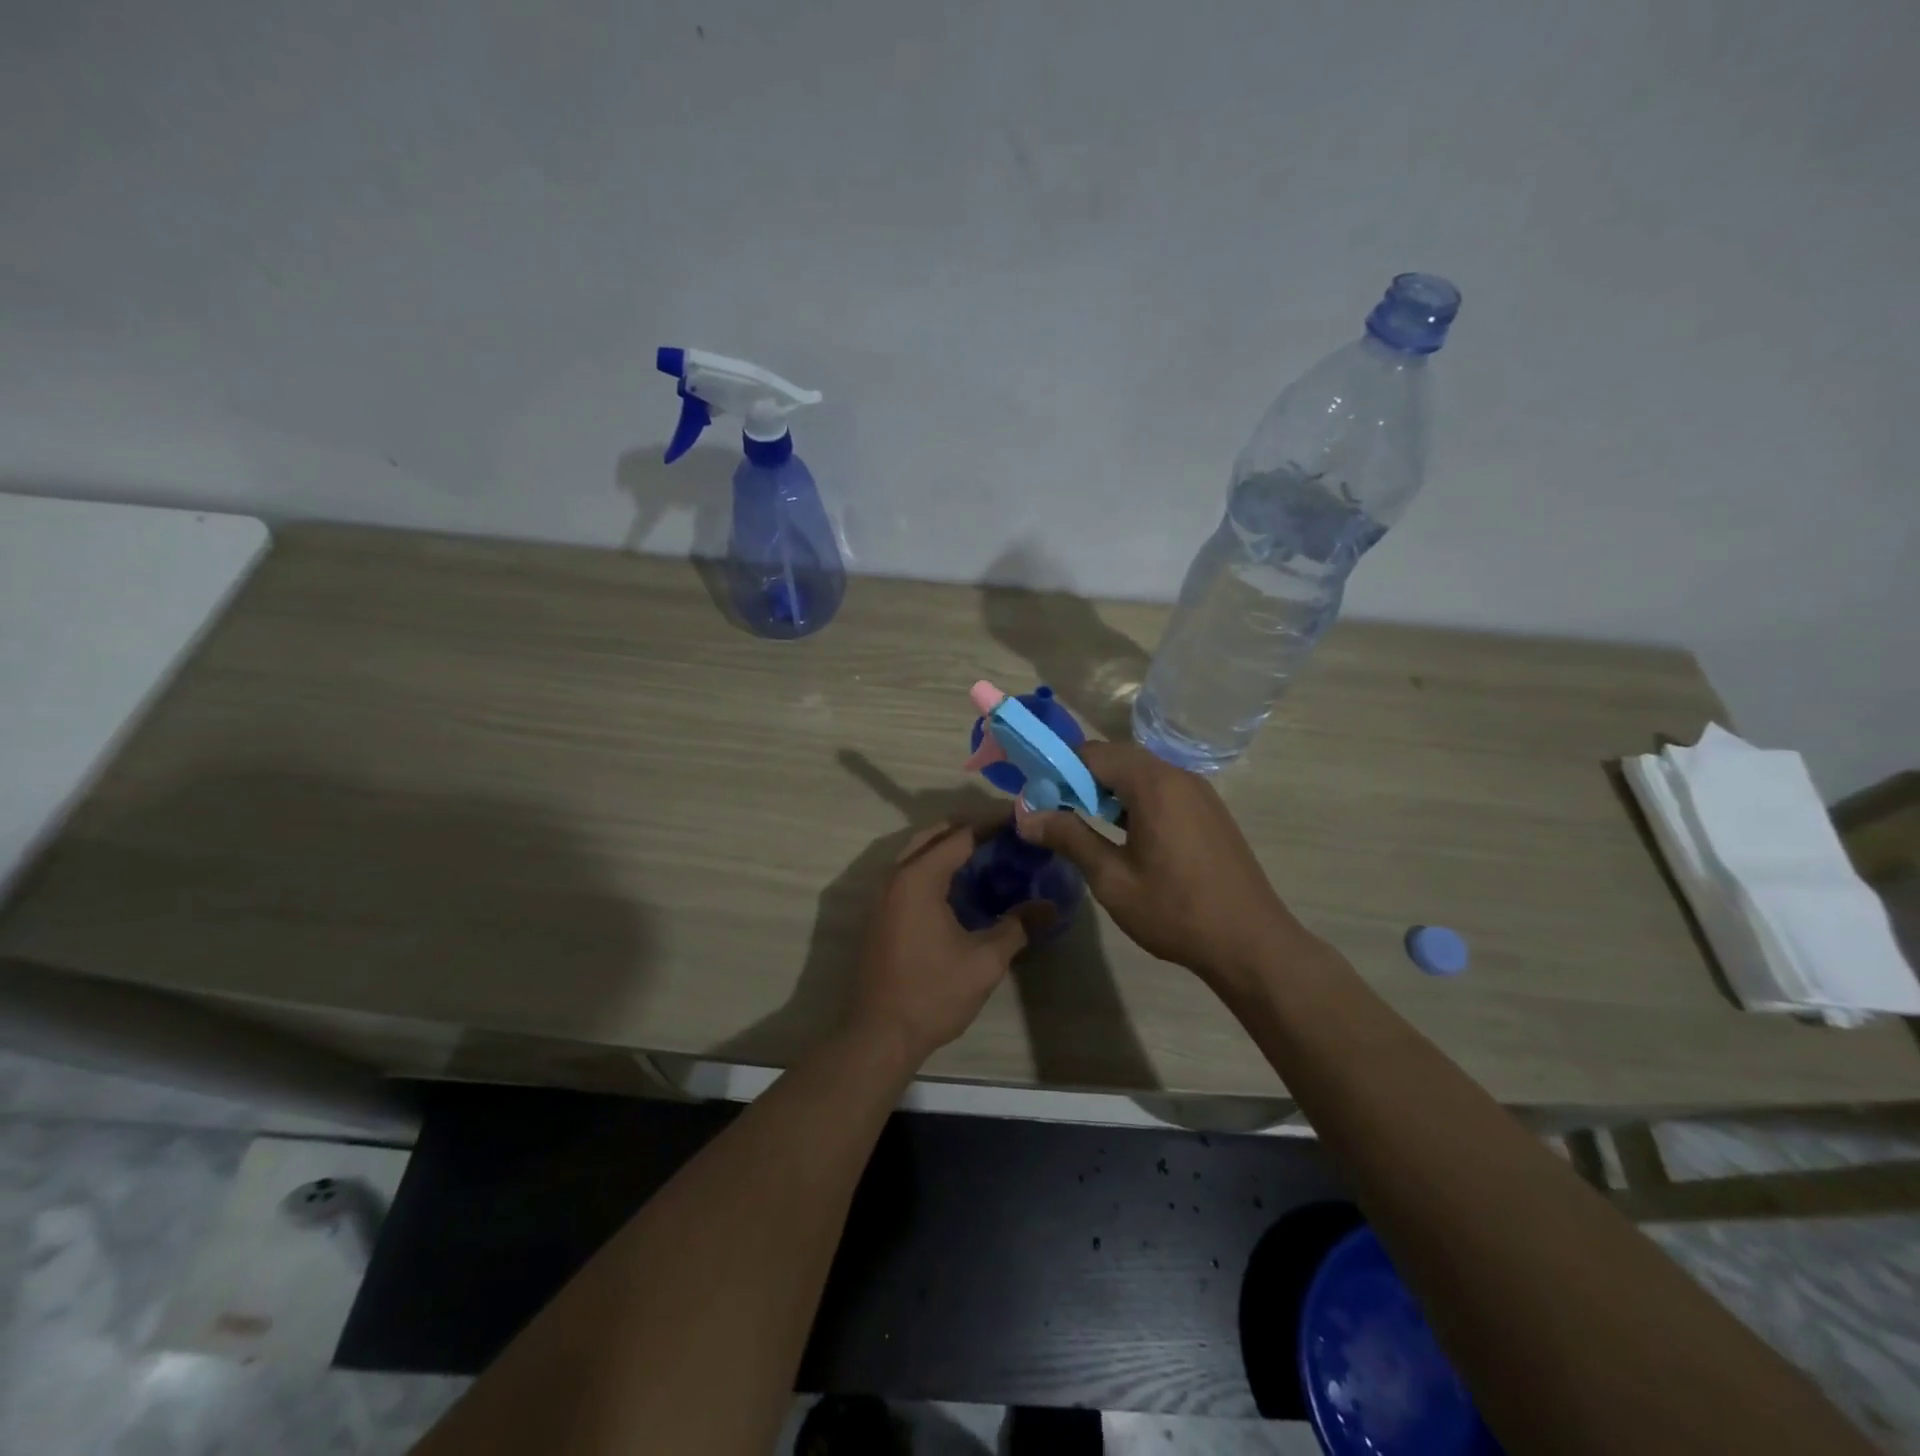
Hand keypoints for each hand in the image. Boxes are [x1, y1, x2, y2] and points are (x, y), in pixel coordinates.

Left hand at [847, 818, 1036, 1067]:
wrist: (879, 1034)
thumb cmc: (933, 993)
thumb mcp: (985, 960)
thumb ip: (1018, 926)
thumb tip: (1052, 906)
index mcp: (919, 878)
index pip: (960, 835)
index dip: (992, 824)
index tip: (1021, 819)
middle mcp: (896, 875)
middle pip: (935, 834)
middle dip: (969, 828)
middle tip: (1006, 835)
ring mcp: (884, 894)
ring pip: (918, 851)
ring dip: (949, 846)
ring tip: (988, 854)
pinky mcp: (882, 912)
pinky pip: (910, 871)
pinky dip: (935, 865)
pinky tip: (961, 885)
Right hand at [1015, 741, 1311, 993]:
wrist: (1251, 943)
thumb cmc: (1175, 911)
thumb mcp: (1112, 879)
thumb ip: (1069, 839)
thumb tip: (1026, 816)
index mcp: (1153, 784)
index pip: (1092, 753)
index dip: (1058, 769)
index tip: (1036, 797)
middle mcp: (1178, 776)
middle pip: (1117, 757)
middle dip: (1081, 777)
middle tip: (1054, 809)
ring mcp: (1199, 792)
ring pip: (1141, 773)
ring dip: (1108, 788)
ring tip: (1083, 822)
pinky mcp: (1209, 811)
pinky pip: (1162, 789)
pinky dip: (1134, 799)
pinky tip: (1123, 832)